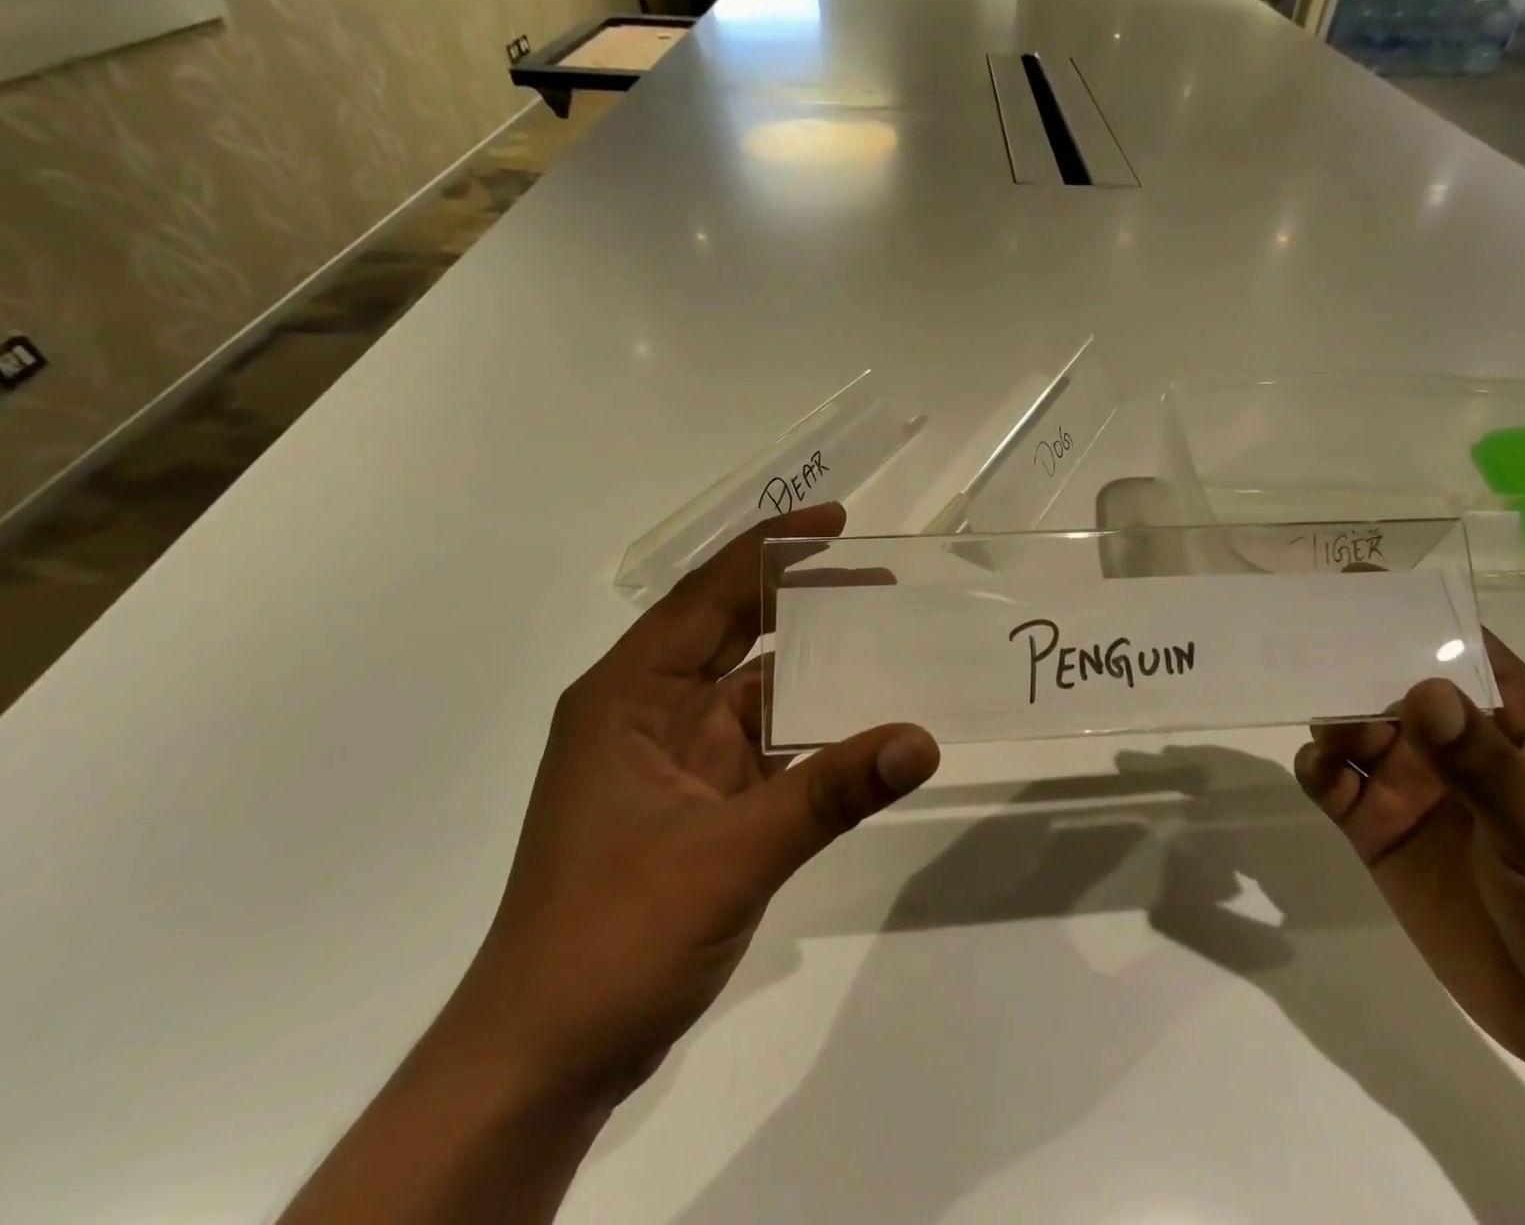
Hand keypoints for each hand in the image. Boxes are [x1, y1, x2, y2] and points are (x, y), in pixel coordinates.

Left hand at [442, 505, 940, 1108]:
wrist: (545, 1059)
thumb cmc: (613, 937)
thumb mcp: (729, 856)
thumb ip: (830, 793)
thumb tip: (921, 740)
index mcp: (628, 695)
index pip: (705, 594)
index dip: (771, 550)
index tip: (836, 522)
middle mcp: (647, 711)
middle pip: (728, 629)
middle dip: (797, 597)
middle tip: (875, 579)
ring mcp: (672, 757)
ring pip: (751, 687)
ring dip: (808, 664)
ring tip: (880, 637)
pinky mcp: (697, 800)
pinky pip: (763, 741)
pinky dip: (808, 726)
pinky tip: (858, 720)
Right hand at [1295, 634, 1524, 1069]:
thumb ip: (1483, 762)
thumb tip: (1420, 690)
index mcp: (1513, 725)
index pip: (1458, 649)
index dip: (1411, 614)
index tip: (1353, 586)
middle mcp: (1455, 745)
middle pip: (1389, 683)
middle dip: (1349, 663)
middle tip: (1300, 643)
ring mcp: (1414, 786)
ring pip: (1353, 727)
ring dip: (1330, 716)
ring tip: (1324, 727)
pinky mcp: (1379, 828)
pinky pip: (1333, 782)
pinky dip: (1316, 767)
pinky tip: (1320, 771)